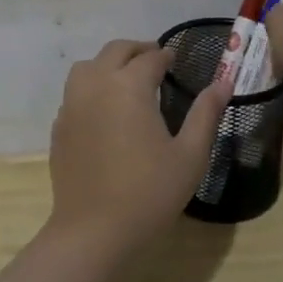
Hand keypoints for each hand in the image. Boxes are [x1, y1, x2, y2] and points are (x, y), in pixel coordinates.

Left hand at [47, 39, 230, 249]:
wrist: (93, 231)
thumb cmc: (149, 192)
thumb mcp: (190, 155)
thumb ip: (206, 114)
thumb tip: (223, 82)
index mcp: (129, 86)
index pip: (150, 58)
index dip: (166, 56)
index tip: (176, 61)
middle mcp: (96, 85)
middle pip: (115, 51)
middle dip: (137, 50)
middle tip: (155, 61)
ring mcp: (72, 104)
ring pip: (88, 66)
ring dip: (109, 64)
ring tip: (127, 79)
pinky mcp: (59, 126)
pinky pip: (75, 92)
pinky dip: (91, 88)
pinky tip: (104, 109)